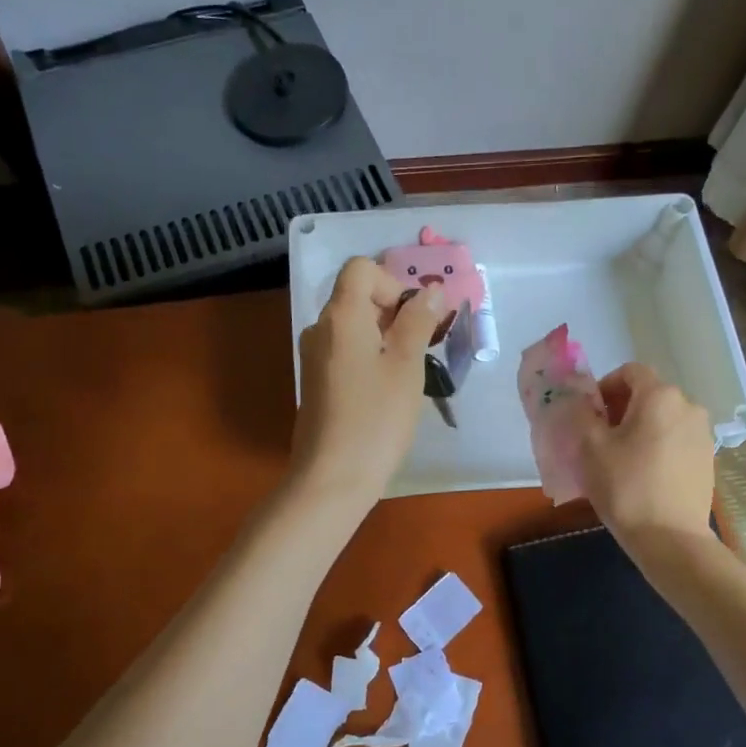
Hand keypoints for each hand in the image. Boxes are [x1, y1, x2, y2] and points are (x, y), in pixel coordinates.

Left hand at [292, 257, 443, 507]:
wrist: (332, 478)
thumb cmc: (376, 419)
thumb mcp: (407, 367)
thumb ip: (418, 321)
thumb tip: (431, 290)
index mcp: (340, 316)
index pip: (361, 268)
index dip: (392, 283)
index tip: (414, 319)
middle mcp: (320, 328)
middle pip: (357, 296)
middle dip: (394, 311)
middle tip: (423, 347)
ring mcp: (314, 357)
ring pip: (353, 326)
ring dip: (385, 336)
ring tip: (409, 372)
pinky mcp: (316, 382)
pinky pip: (345, 351)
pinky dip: (370, 356)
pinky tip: (387, 390)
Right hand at [575, 362, 715, 550]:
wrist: (670, 537)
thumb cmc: (625, 486)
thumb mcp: (590, 447)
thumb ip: (581, 413)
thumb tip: (579, 400)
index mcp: (660, 396)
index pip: (630, 372)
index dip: (605, 386)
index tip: (590, 414)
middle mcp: (688, 406)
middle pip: (649, 394)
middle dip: (621, 409)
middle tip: (600, 438)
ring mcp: (703, 433)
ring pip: (663, 418)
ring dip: (640, 428)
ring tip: (621, 458)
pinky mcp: (707, 458)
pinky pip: (676, 439)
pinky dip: (657, 446)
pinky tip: (643, 474)